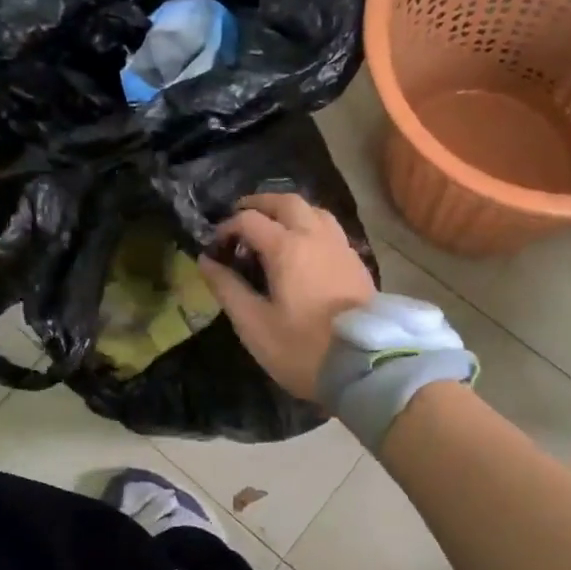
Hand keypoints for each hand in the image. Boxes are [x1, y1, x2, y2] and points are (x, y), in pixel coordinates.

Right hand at [198, 193, 376, 400]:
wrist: (364, 367)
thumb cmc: (302, 348)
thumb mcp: (254, 324)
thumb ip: (227, 288)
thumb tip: (206, 261)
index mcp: (288, 247)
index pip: (250, 220)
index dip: (227, 228)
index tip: (215, 247)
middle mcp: (316, 237)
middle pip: (286, 202)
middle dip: (260, 204)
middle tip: (241, 217)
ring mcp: (341, 247)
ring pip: (314, 211)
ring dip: (289, 211)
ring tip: (273, 228)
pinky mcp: (357, 263)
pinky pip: (331, 229)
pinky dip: (310, 226)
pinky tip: (303, 249)